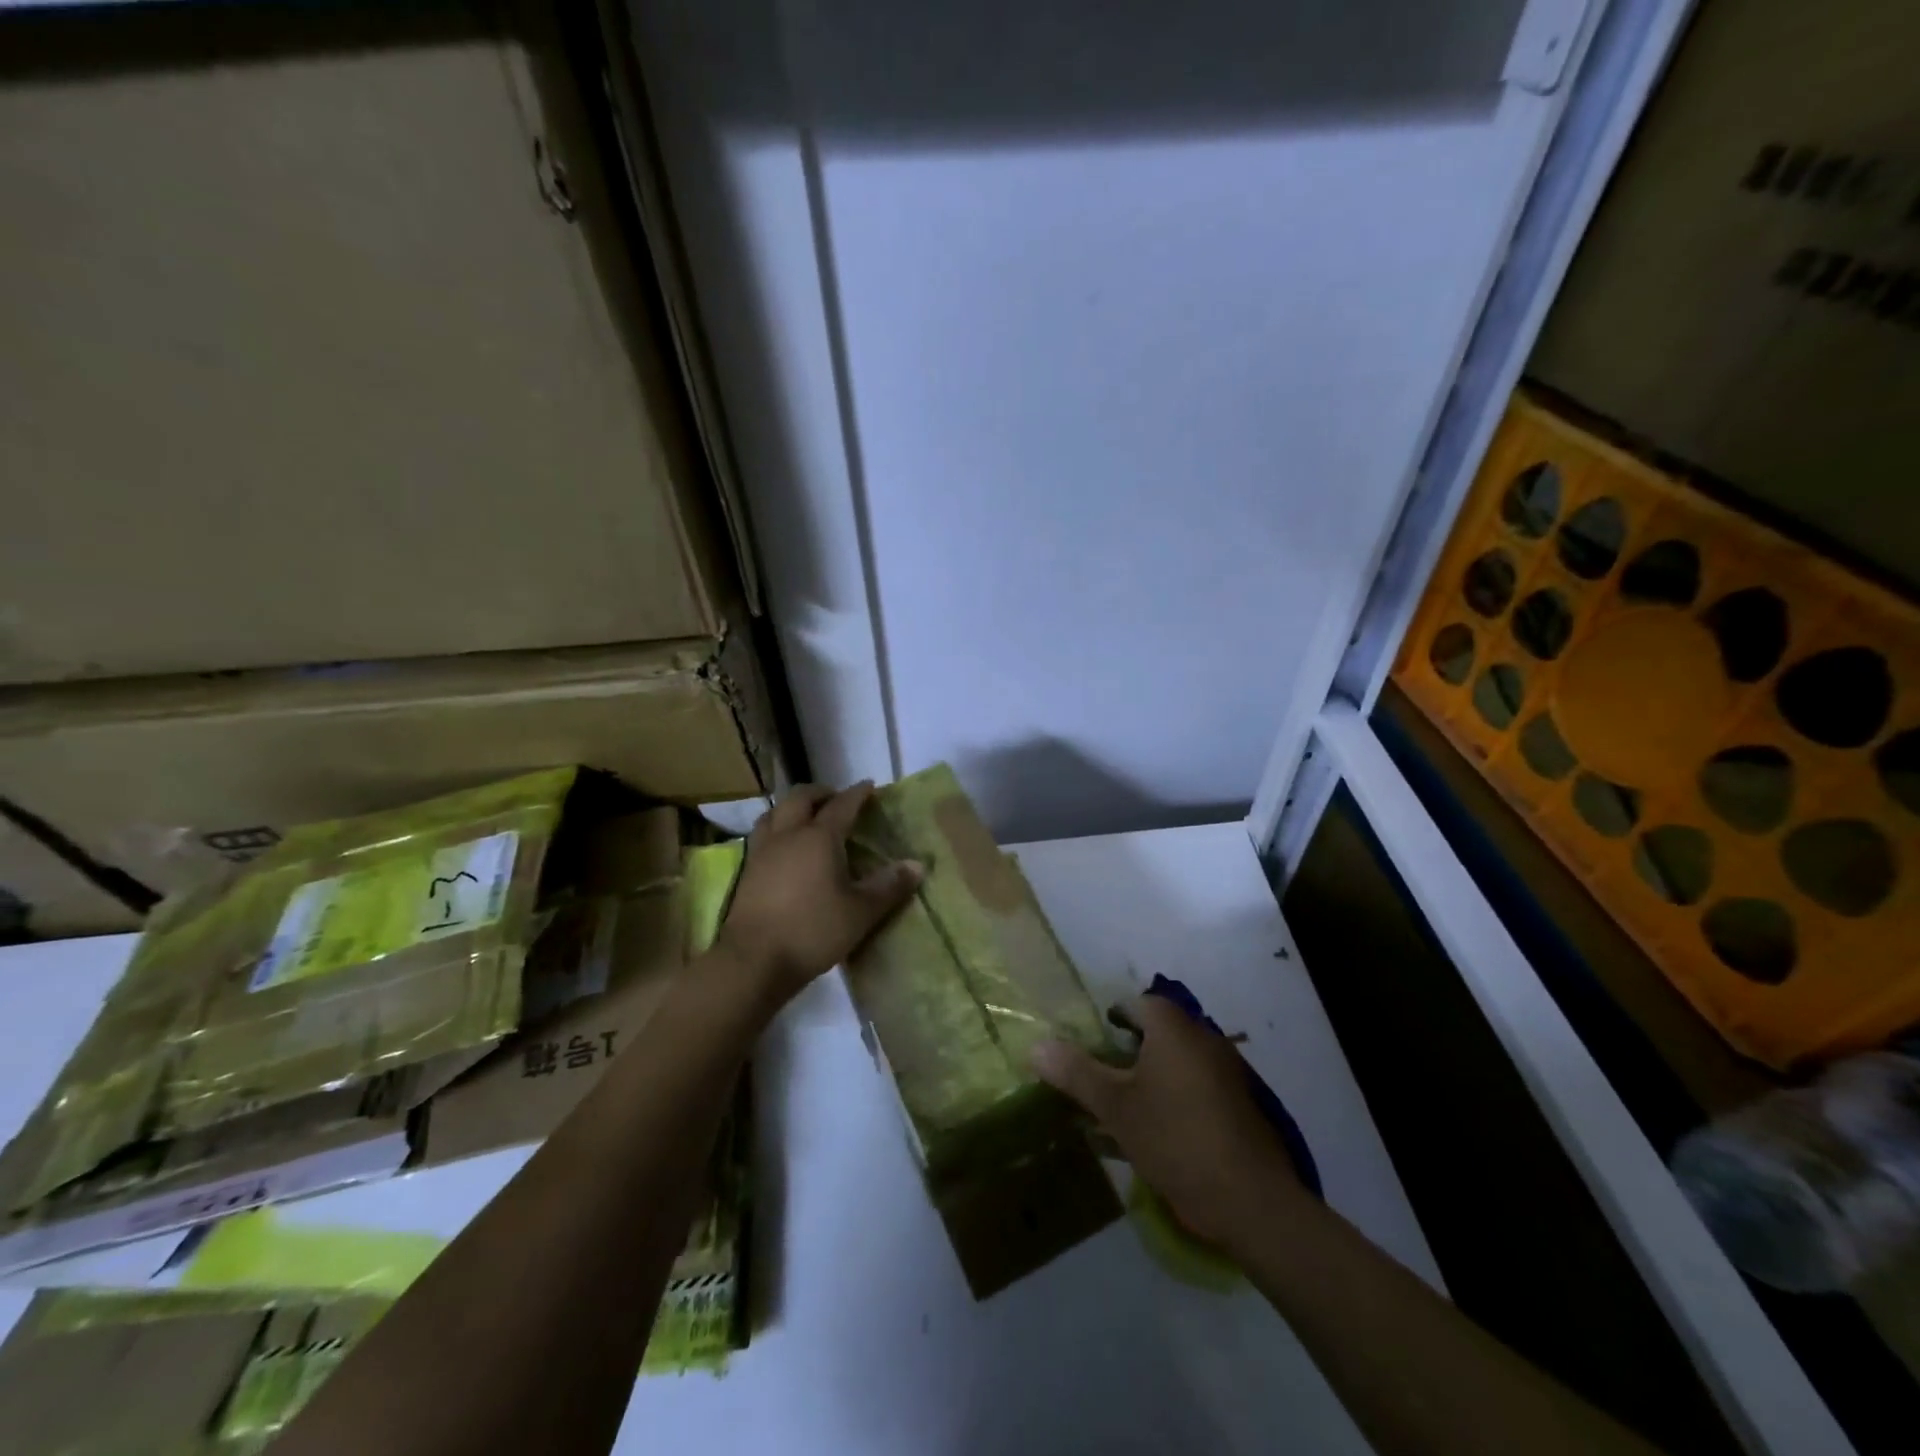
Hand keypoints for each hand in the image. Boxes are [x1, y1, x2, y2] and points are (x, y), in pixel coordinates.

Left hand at [715, 782, 921, 1009]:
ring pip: (775, 812)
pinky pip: (763, 834)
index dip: (857, 793)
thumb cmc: (813, 930)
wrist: (753, 960)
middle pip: (801, 798)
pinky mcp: (747, 870)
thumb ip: (889, 886)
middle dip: (821, 793)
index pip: (842, 805)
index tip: (869, 786)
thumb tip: (917, 865)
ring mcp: (763, 851)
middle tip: (837, 800)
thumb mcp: (861, 912)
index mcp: (819, 837)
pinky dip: (777, 828)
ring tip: (807, 818)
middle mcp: (788, 834)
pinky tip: (784, 847)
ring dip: (793, 807)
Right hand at [1031, 994, 1304, 1246]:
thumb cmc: (1176, 1139)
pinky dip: (1173, 1101)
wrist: (1252, 1201)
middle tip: (1098, 1085)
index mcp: (1174, 1028)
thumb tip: (1036, 1046)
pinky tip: (1156, 1136)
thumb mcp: (1116, 1107)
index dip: (1106, 1024)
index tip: (1087, 1052)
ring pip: (1174, 1064)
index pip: (1134, 1005)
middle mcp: (1203, 1038)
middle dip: (1124, 1055)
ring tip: (1121, 1114)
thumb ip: (1076, 1072)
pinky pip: (1195, 1089)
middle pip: (1155, 1033)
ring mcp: (1226, 1072)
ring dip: (1148, 1081)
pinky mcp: (1239, 1105)